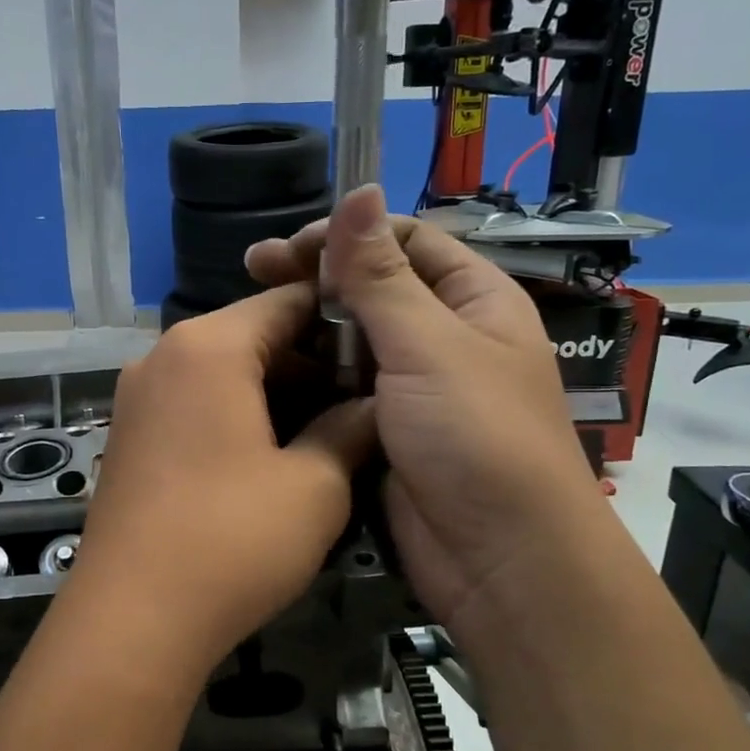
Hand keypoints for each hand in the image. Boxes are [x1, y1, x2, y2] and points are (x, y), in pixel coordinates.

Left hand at [59, 284, 374, 683]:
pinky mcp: (129, 437)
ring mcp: (138, 397)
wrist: (131, 620)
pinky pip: (195, 405)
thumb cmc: (232, 541)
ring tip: (331, 430)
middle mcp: (163, 356)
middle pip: (252, 336)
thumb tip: (375, 407)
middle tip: (365, 398)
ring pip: (223, 373)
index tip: (385, 346)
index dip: (342, 317)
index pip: (287, 300)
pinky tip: (276, 455)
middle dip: (311, 362)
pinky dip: (237, 415)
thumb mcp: (314, 486)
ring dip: (277, 393)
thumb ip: (350, 430)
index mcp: (208, 346)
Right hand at [245, 184, 602, 633]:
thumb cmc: (476, 437)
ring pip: (351, 340)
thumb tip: (358, 190)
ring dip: (307, 327)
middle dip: (317, 277)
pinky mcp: (384, 430)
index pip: (406, 241)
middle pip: (373, 287)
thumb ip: (381, 274)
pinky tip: (268, 369)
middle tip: (251, 271)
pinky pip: (341, 388)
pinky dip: (309, 375)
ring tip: (251, 321)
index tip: (287, 249)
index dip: (347, 235)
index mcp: (473, 300)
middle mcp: (444, 336)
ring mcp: (412, 387)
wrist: (499, 560)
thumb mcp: (427, 345)